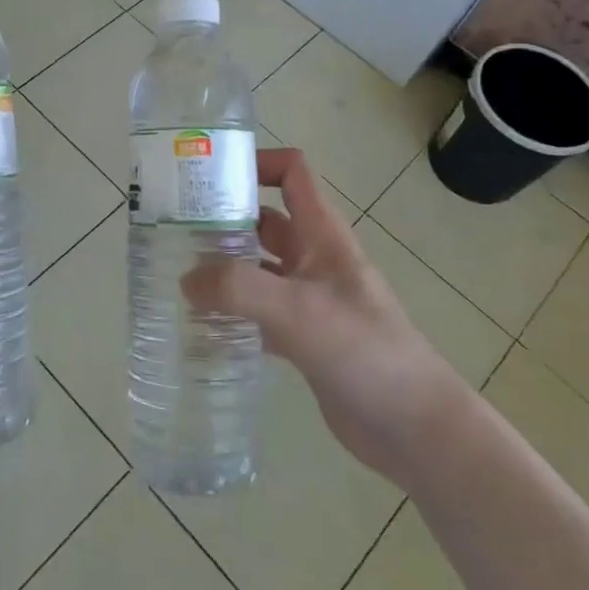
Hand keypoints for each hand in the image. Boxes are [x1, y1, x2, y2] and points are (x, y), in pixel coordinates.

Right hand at [180, 148, 464, 482]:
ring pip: (258, 268)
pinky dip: (232, 313)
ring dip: (223, 268)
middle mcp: (314, 258)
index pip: (291, 173)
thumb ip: (237, 288)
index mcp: (322, 234)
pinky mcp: (304, 337)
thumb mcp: (296, 309)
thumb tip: (186, 279)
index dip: (255, 163)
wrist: (413, 426)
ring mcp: (309, 299)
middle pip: (264, 220)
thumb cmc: (362, 349)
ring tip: (176, 275)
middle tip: (174, 229)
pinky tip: (200, 326)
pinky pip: (259, 313)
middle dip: (223, 219)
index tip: (208, 177)